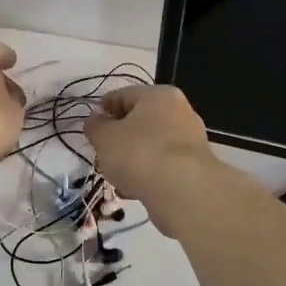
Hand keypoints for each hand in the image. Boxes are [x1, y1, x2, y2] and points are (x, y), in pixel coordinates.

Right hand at [82, 84, 212, 226]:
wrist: (183, 190)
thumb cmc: (139, 153)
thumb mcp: (105, 138)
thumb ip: (95, 127)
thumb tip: (95, 120)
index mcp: (158, 95)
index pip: (124, 95)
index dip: (103, 109)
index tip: (90, 126)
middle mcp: (180, 111)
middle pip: (141, 120)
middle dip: (120, 136)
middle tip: (102, 151)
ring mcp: (190, 140)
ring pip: (152, 145)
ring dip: (133, 157)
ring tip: (116, 175)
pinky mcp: (195, 167)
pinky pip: (163, 166)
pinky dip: (148, 173)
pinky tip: (134, 189)